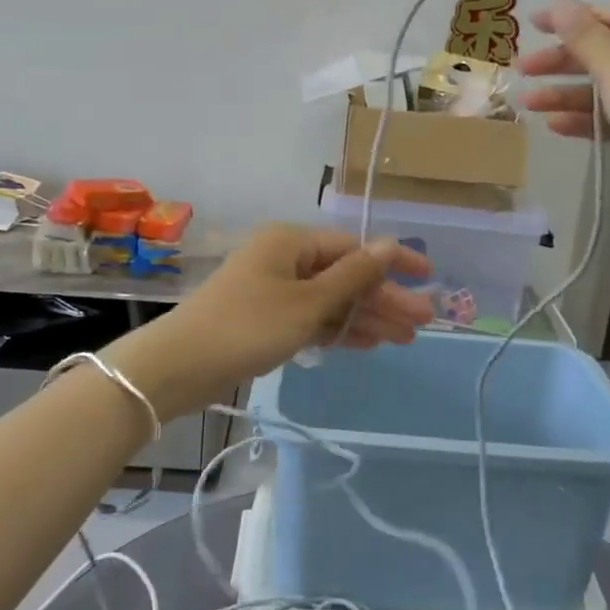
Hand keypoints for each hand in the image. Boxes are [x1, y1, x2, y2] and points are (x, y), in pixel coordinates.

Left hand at [107, 226, 433, 419]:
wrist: (180, 367)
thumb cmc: (248, 326)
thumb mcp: (308, 302)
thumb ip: (353, 276)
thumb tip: (390, 244)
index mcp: (291, 242)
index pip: (354, 246)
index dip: (393, 262)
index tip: (429, 277)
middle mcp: (284, 259)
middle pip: (346, 275)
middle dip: (384, 299)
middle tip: (423, 323)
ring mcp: (274, 291)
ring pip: (331, 300)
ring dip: (366, 317)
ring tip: (405, 339)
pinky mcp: (266, 320)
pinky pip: (312, 318)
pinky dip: (338, 330)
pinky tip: (368, 343)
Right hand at [517, 2, 609, 238]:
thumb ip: (585, 39)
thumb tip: (559, 4)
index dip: (573, 21)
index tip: (533, 24)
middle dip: (564, 65)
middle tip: (523, 69)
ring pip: (609, 91)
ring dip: (568, 96)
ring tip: (528, 103)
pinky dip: (587, 121)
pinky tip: (554, 125)